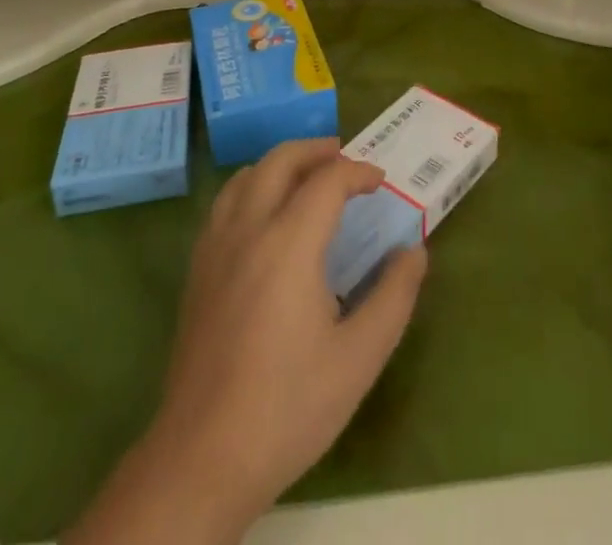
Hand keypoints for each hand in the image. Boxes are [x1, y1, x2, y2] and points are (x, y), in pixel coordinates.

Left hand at [77, 139, 426, 542]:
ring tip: (307, 178)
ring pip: (246, 176)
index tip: (380, 182)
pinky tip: (265, 216)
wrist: (202, 459)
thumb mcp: (359, 358)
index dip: (358, 173)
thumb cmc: (289, 407)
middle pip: (280, 161)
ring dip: (281, 164)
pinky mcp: (197, 270)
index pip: (327, 181)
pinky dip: (252, 187)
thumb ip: (394, 296)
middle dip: (316, 151)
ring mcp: (215, 247)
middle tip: (345, 158)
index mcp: (288, 243)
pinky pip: (225, 203)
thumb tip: (414, 251)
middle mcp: (248, 229)